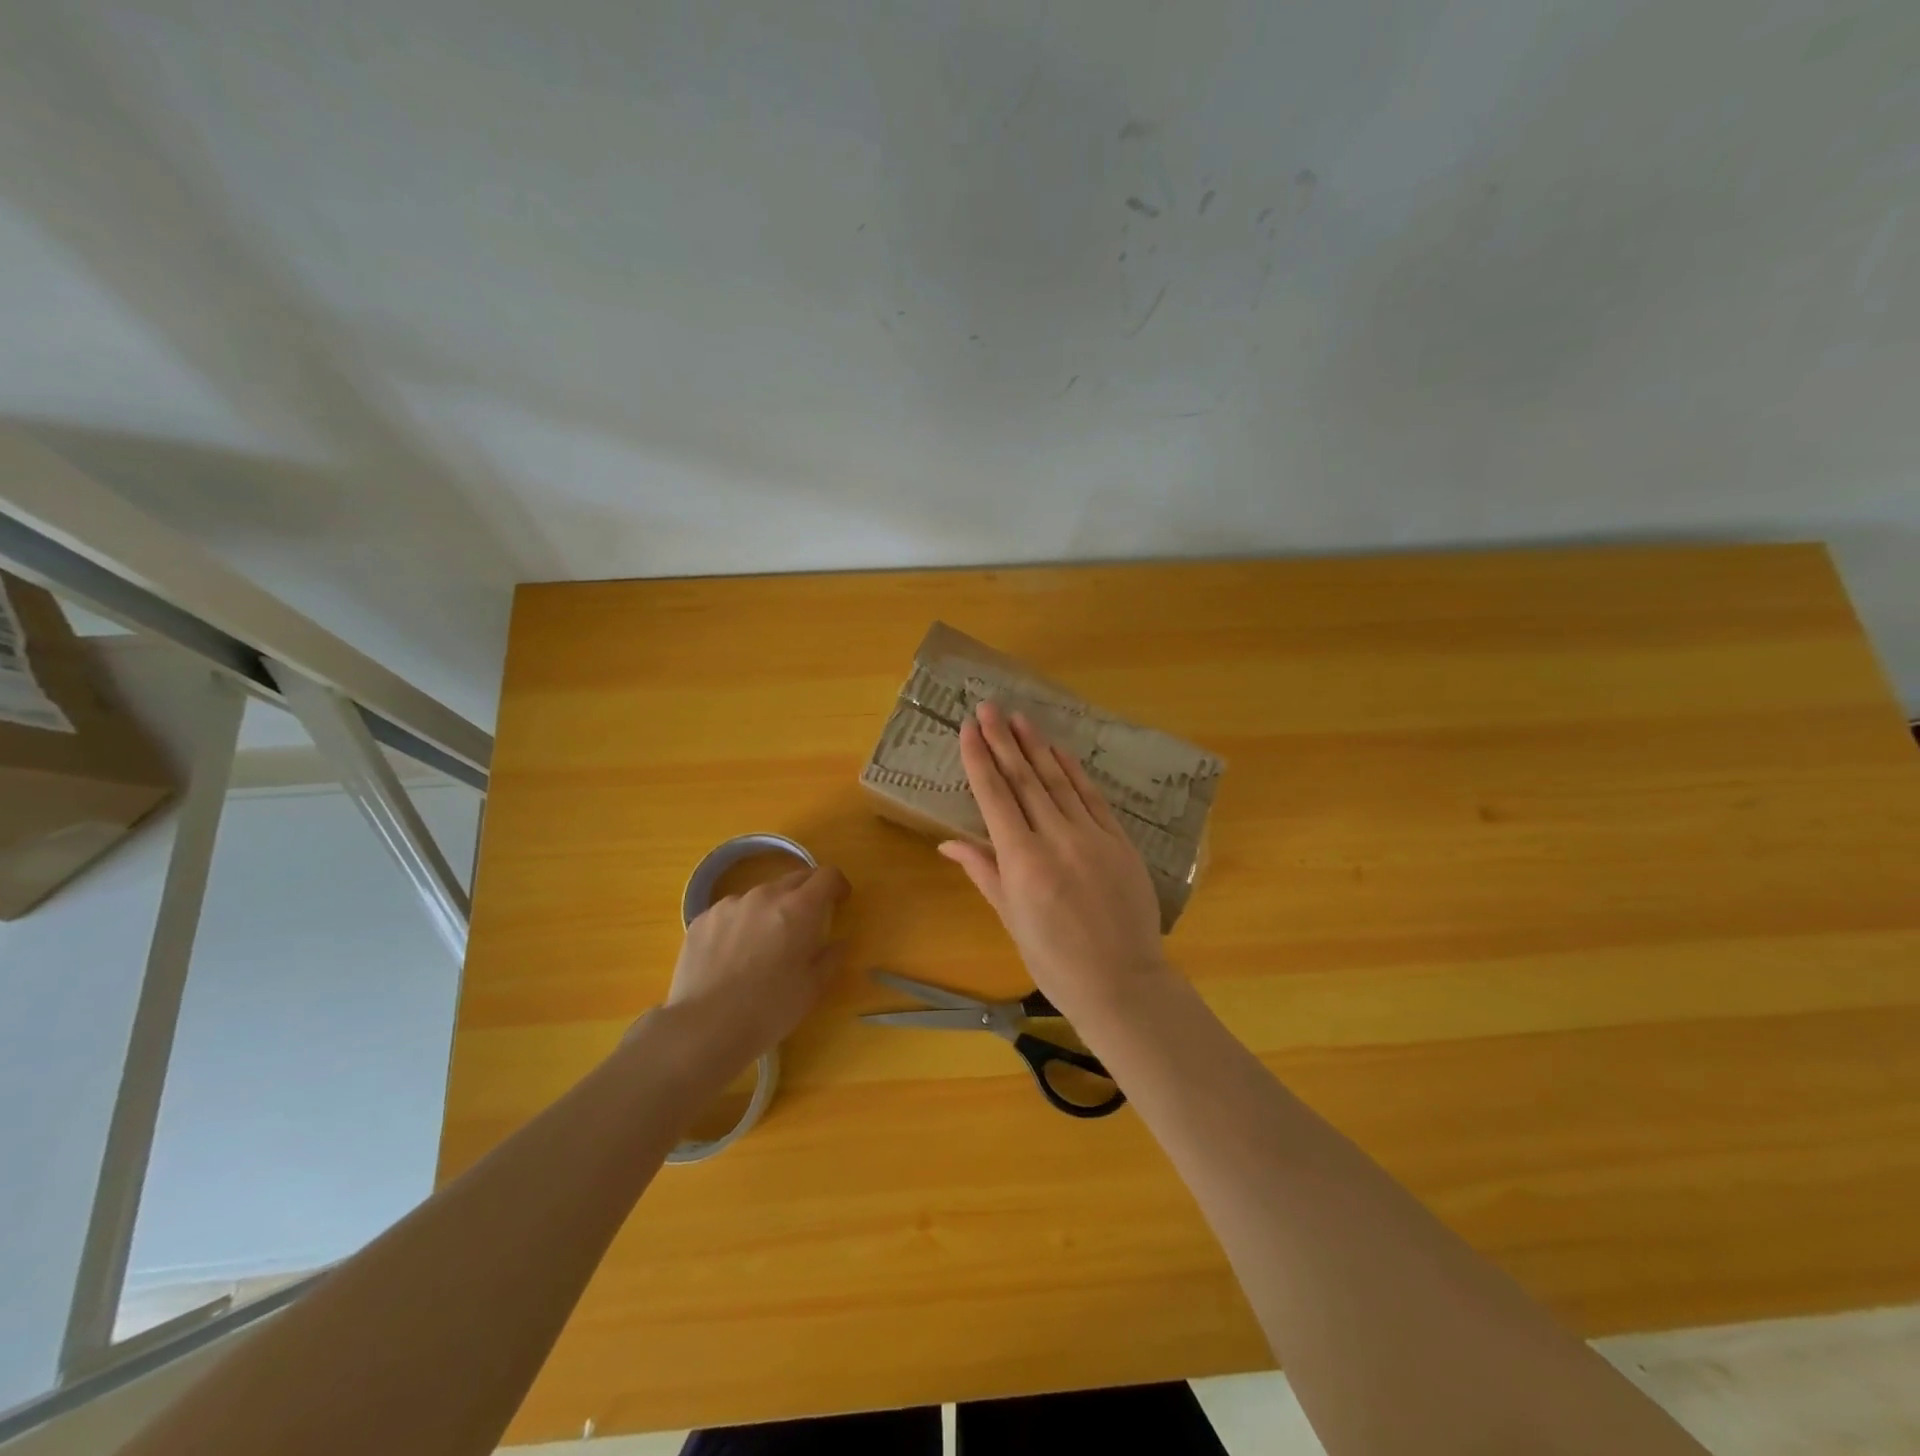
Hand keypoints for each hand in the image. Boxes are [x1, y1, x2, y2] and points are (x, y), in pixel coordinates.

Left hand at [660, 864, 849, 1077]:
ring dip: (770, 911)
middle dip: (806, 896)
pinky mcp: (703, 918)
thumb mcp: (813, 988)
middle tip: (805, 926)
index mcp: (798, 908)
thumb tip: (839, 942)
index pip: (827, 875)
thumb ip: (831, 957)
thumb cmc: (768, 1010)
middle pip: (794, 879)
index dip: (838, 885)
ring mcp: (730, 904)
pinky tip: (733, 956)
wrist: (704, 1028)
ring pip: (760, 896)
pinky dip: (740, 924)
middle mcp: (764, 896)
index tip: (839, 902)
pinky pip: (731, 912)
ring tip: (763, 945)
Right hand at [940, 701, 1167, 1025]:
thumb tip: (949, 842)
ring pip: (1058, 780)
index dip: (979, 758)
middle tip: (989, 707)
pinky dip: (1074, 771)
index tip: (968, 728)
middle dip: (1003, 740)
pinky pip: (1092, 797)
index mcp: (1022, 860)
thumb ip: (984, 871)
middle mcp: (1056, 838)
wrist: (1121, 981)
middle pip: (1024, 778)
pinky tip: (1060, 751)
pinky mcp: (1119, 840)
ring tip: (1019, 717)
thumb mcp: (1010, 918)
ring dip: (1037, 746)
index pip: (995, 796)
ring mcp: (1092, 835)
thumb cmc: (1054, 959)